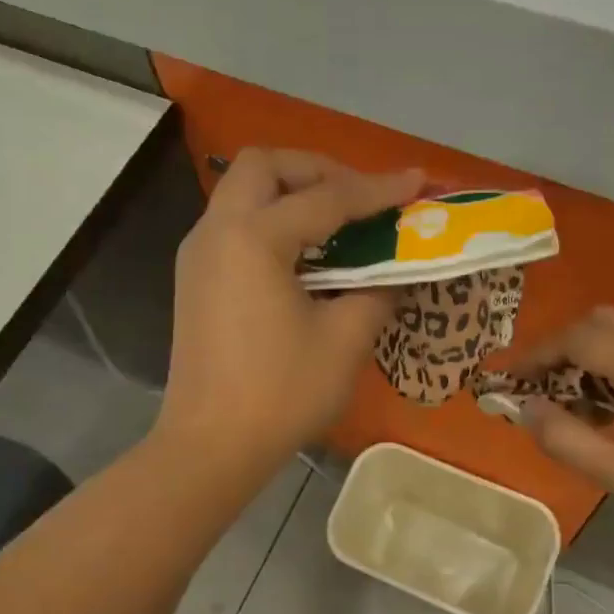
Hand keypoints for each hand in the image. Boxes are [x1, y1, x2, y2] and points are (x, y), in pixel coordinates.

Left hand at [156, 149, 422, 474]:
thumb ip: (376, 291)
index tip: (418, 183)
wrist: (210, 447)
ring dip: (291, 192)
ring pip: (243, 193)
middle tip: (358, 197)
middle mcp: (216, 231)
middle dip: (317, 169)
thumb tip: (390, 273)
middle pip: (264, 166)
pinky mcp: (195, 280)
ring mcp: (198, 255)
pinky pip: (235, 226)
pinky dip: (271, 222)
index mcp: (253, 238)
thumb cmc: (280, 394)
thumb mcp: (345, 340)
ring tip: (337, 223)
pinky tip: (304, 257)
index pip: (326, 197)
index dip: (378, 190)